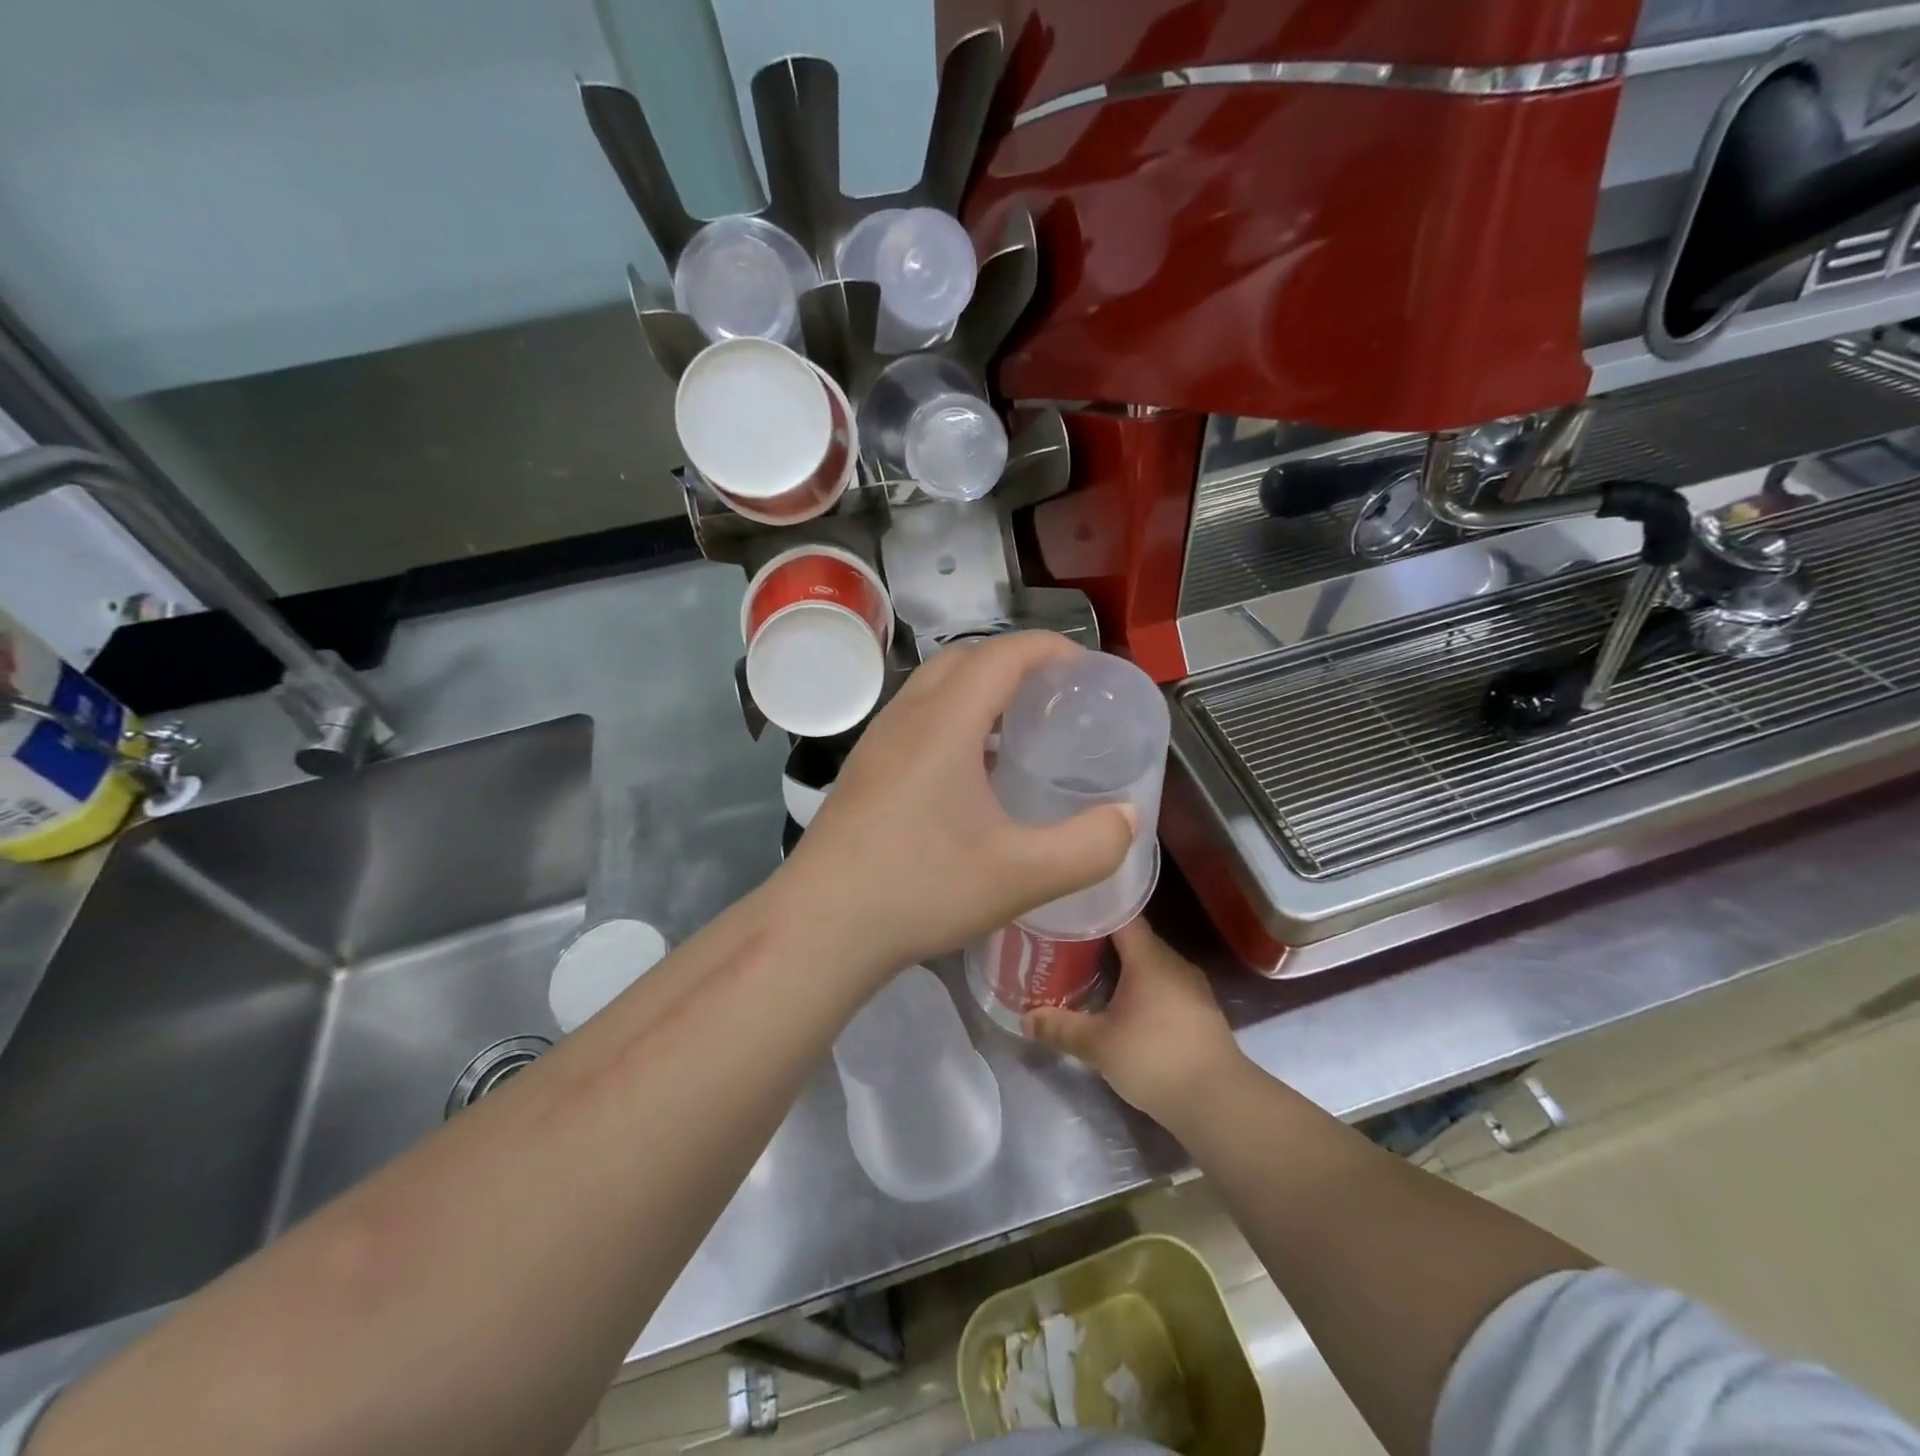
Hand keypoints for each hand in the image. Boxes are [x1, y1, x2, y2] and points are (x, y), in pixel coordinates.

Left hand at [774, 632, 1135, 985]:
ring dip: (980, 687)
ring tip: (1019, 728)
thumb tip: (1127, 819)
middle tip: (1056, 697)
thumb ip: (1089, 847)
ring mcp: (877, 742)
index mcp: (945, 722)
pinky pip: (916, 717)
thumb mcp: (1021, 876)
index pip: (1003, 653)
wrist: (820, 927)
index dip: (1050, 648)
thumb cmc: (921, 889)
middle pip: (965, 657)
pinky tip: (971, 770)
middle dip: (1016, 661)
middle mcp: (906, 717)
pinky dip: (953, 716)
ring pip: (934, 686)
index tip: (1087, 670)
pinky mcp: (864, 769)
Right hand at [1026, 918, 1244, 1125]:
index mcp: (1149, 957)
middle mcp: (1173, 963)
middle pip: (1134, 940)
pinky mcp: (1200, 1014)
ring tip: (1088, 974)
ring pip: (1150, 966)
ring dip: (1123, 969)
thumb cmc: (1155, 1058)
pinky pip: (1164, 988)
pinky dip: (1141, 990)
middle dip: (1101, 942)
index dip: (1095, 909)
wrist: (1219, 1102)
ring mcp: (1192, 989)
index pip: (1122, 915)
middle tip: (1067, 946)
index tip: (1067, 910)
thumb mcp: (1098, 1044)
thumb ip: (1060, 1028)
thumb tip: (1025, 1018)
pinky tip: (1122, 1007)